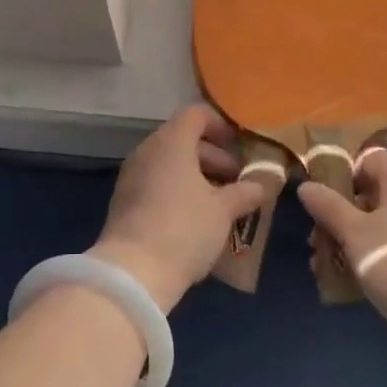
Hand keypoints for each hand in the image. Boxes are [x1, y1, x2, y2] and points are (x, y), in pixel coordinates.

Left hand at [91, 104, 264, 312]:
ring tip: (220, 203)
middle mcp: (148, 150)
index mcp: (171, 142)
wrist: (133, 272)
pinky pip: (155, 182)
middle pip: (183, 139)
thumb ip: (244, 192)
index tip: (239, 147)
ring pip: (169, 162)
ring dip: (196, 175)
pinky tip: (194, 218)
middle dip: (213, 156)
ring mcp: (132, 175)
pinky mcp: (124, 200)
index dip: (220, 125)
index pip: (196, 114)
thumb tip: (262, 184)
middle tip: (236, 180)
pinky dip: (176, 189)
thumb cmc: (184, 229)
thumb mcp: (223, 211)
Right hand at [297, 148, 386, 376]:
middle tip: (318, 239)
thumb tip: (306, 186)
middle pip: (374, 195)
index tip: (324, 198)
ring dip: (354, 242)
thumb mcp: (352, 233)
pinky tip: (352, 287)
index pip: (371, 158)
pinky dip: (375, 261)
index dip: (344, 172)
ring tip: (327, 268)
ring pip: (384, 227)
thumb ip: (327, 207)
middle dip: (342, 215)